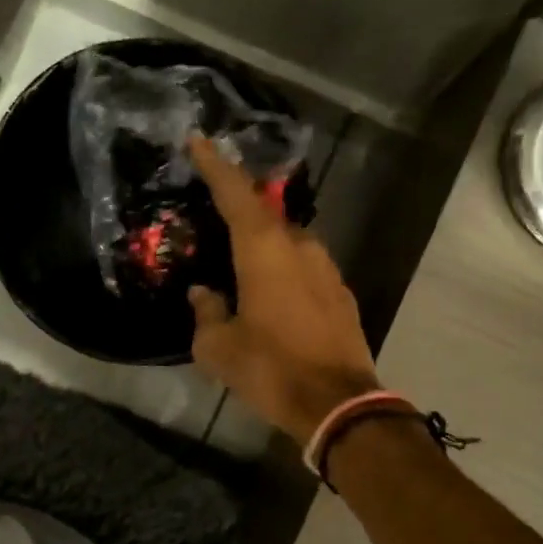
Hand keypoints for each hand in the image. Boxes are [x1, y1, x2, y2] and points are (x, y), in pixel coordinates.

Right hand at [187, 135, 380, 444]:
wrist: (339, 403)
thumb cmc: (271, 369)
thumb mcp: (219, 348)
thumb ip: (206, 313)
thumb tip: (203, 294)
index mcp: (264, 250)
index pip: (235, 193)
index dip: (216, 165)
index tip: (200, 140)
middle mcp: (299, 247)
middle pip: (265, 213)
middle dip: (241, 205)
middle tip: (215, 209)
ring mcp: (327, 268)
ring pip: (289, 240)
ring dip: (265, 241)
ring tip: (242, 257)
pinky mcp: (342, 292)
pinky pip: (306, 265)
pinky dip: (285, 267)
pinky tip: (273, 289)